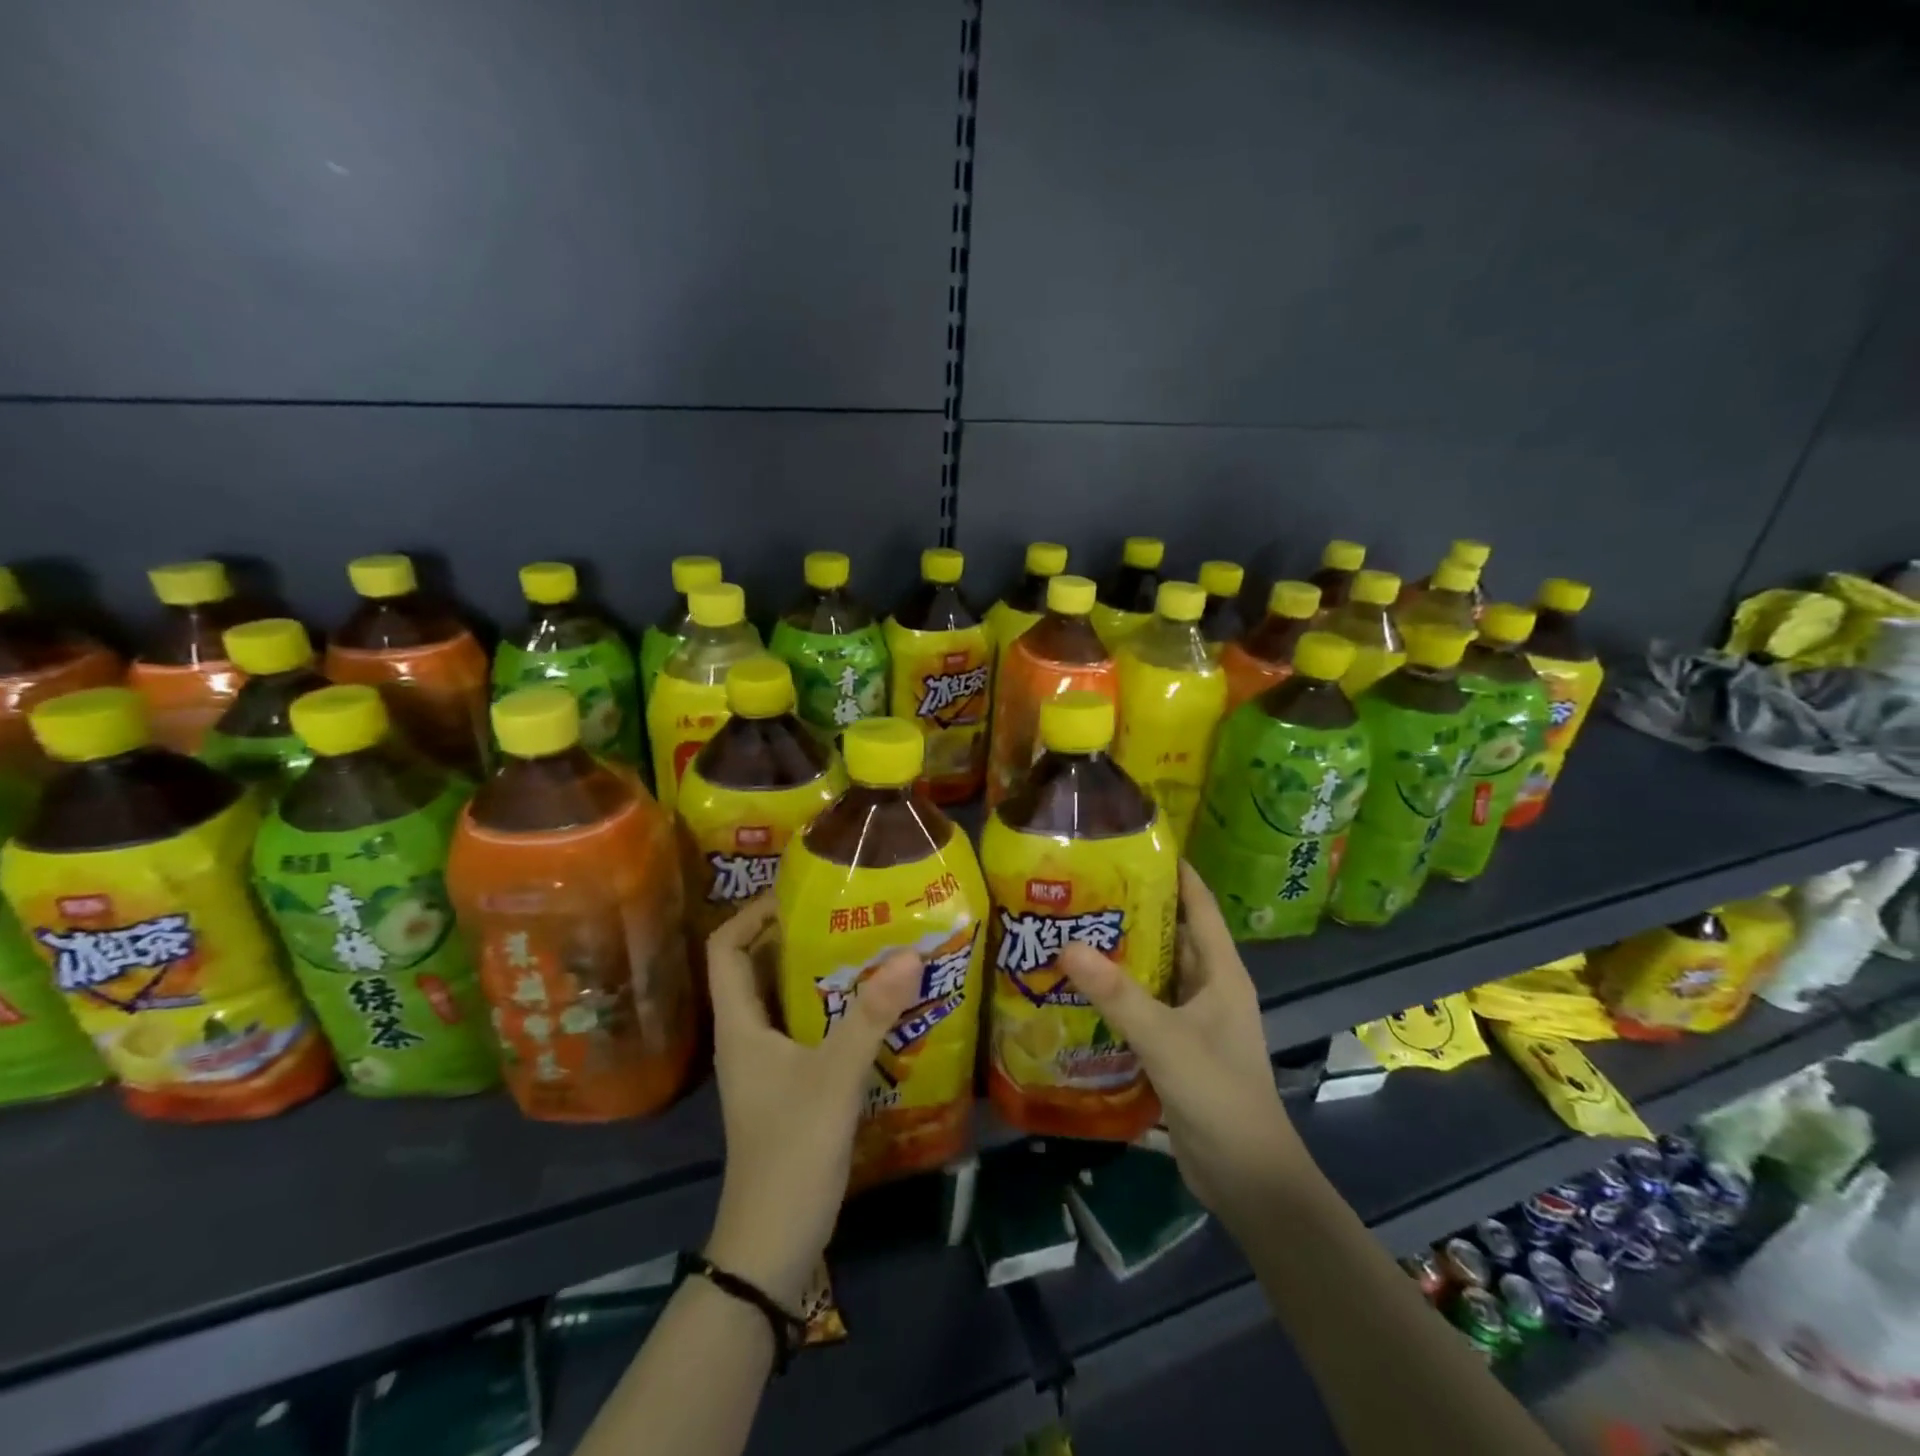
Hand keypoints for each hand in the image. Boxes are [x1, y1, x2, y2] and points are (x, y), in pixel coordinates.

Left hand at [701, 895, 922, 1307]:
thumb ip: (871, 1015)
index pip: (726, 948)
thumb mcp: (835, 1076)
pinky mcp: (788, 1085)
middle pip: (757, 967)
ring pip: (785, 998)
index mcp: (740, 1024)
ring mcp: (766, 1063)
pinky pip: (805, 1027)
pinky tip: (872, 1006)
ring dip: (818, 970)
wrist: (773, 1244)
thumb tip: (910, 953)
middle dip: (796, 934)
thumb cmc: (792, 1151)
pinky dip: (831, 1007)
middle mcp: (747, 1035)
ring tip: (866, 946)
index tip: (800, 893)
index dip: (753, 913)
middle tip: (847, 911)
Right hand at [1058, 863, 1307, 1225]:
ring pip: (1154, 972)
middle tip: (1081, 888)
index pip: (1198, 906)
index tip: (1134, 844)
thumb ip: (1118, 994)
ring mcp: (1193, 1019)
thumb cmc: (1219, 1095)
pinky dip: (1117, 994)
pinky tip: (1079, 989)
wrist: (1247, 1179)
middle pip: (1170, 935)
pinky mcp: (1177, 1047)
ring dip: (1121, 954)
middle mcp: (1209, 987)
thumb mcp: (1166, 1040)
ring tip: (1071, 929)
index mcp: (1221, 973)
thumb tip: (1067, 945)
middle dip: (1132, 911)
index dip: (1174, 872)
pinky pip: (1145, 1007)